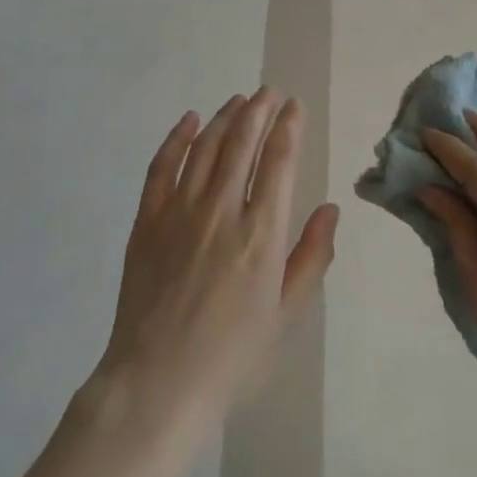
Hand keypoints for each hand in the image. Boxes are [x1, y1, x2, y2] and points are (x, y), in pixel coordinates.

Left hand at [93, 89, 338, 442]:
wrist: (157, 385)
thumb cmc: (232, 357)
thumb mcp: (287, 316)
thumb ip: (312, 257)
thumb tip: (330, 208)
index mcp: (261, 234)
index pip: (279, 161)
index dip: (289, 127)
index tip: (295, 107)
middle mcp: (221, 211)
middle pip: (242, 142)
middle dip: (259, 110)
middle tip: (269, 92)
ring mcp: (179, 211)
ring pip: (205, 146)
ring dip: (224, 117)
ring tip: (239, 100)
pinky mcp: (146, 220)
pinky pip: (162, 165)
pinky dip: (176, 137)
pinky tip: (189, 120)